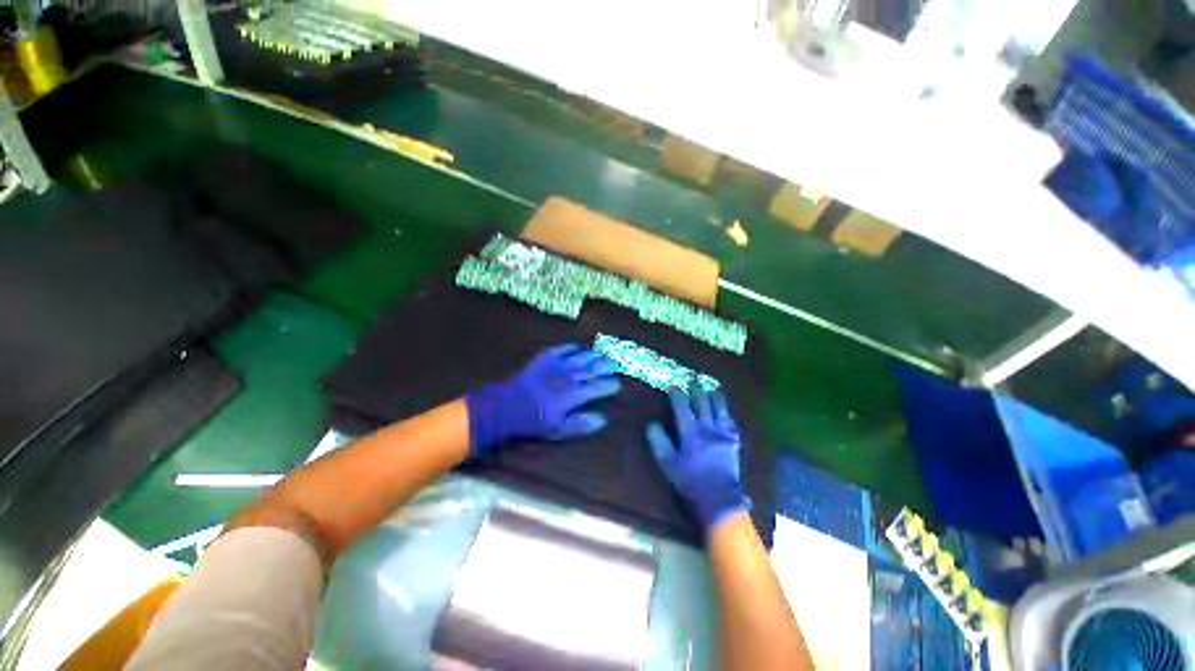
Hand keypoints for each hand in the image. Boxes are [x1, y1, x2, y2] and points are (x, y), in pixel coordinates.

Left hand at [466, 344, 621, 456]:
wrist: (506, 406)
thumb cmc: (533, 421)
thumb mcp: (557, 430)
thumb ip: (581, 424)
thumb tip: (602, 419)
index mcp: (574, 395)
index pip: (598, 388)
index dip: (609, 385)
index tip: (616, 385)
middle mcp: (569, 377)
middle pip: (593, 369)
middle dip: (606, 366)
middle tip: (615, 365)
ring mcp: (557, 365)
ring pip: (580, 357)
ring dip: (593, 355)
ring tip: (601, 355)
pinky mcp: (544, 358)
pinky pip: (561, 349)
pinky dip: (570, 347)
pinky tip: (576, 347)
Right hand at [647, 387, 749, 529]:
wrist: (719, 498)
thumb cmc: (689, 480)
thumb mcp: (667, 464)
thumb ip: (658, 441)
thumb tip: (652, 423)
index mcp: (690, 432)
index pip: (682, 405)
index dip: (676, 393)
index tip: (672, 387)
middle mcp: (708, 427)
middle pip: (702, 400)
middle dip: (696, 388)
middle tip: (692, 379)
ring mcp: (723, 432)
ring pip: (719, 406)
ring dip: (714, 394)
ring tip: (710, 386)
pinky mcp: (734, 439)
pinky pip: (730, 419)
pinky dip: (725, 411)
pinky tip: (723, 408)